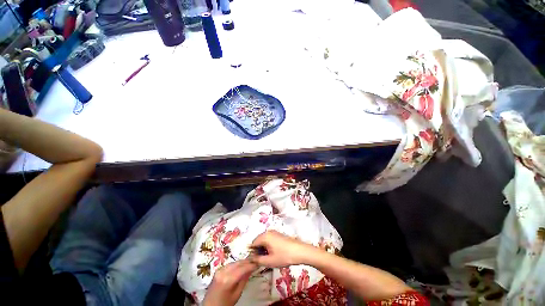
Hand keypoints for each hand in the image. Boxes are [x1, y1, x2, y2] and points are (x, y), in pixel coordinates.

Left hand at [203, 259, 257, 305]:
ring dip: (243, 262)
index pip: (243, 268)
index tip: (259, 262)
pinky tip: (241, 266)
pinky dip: (237, 264)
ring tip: (250, 263)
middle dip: (248, 261)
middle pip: (238, 263)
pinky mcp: (218, 269)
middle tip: (256, 260)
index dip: (252, 264)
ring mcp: (219, 269)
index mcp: (228, 279)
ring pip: (235, 262)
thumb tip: (252, 268)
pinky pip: (230, 264)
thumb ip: (244, 280)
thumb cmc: (224, 304)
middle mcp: (223, 271)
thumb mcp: (237, 294)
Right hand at [250, 230, 316, 266]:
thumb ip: (257, 260)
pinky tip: (273, 253)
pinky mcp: (278, 234)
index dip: (252, 253)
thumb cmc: (283, 256)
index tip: (255, 261)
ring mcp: (274, 232)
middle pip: (258, 241)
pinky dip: (268, 246)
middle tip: (261, 260)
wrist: (299, 251)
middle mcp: (268, 232)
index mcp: (264, 236)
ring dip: (263, 249)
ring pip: (264, 240)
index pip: (253, 243)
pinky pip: (269, 239)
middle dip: (258, 250)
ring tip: (268, 258)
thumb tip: (250, 259)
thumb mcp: (269, 261)